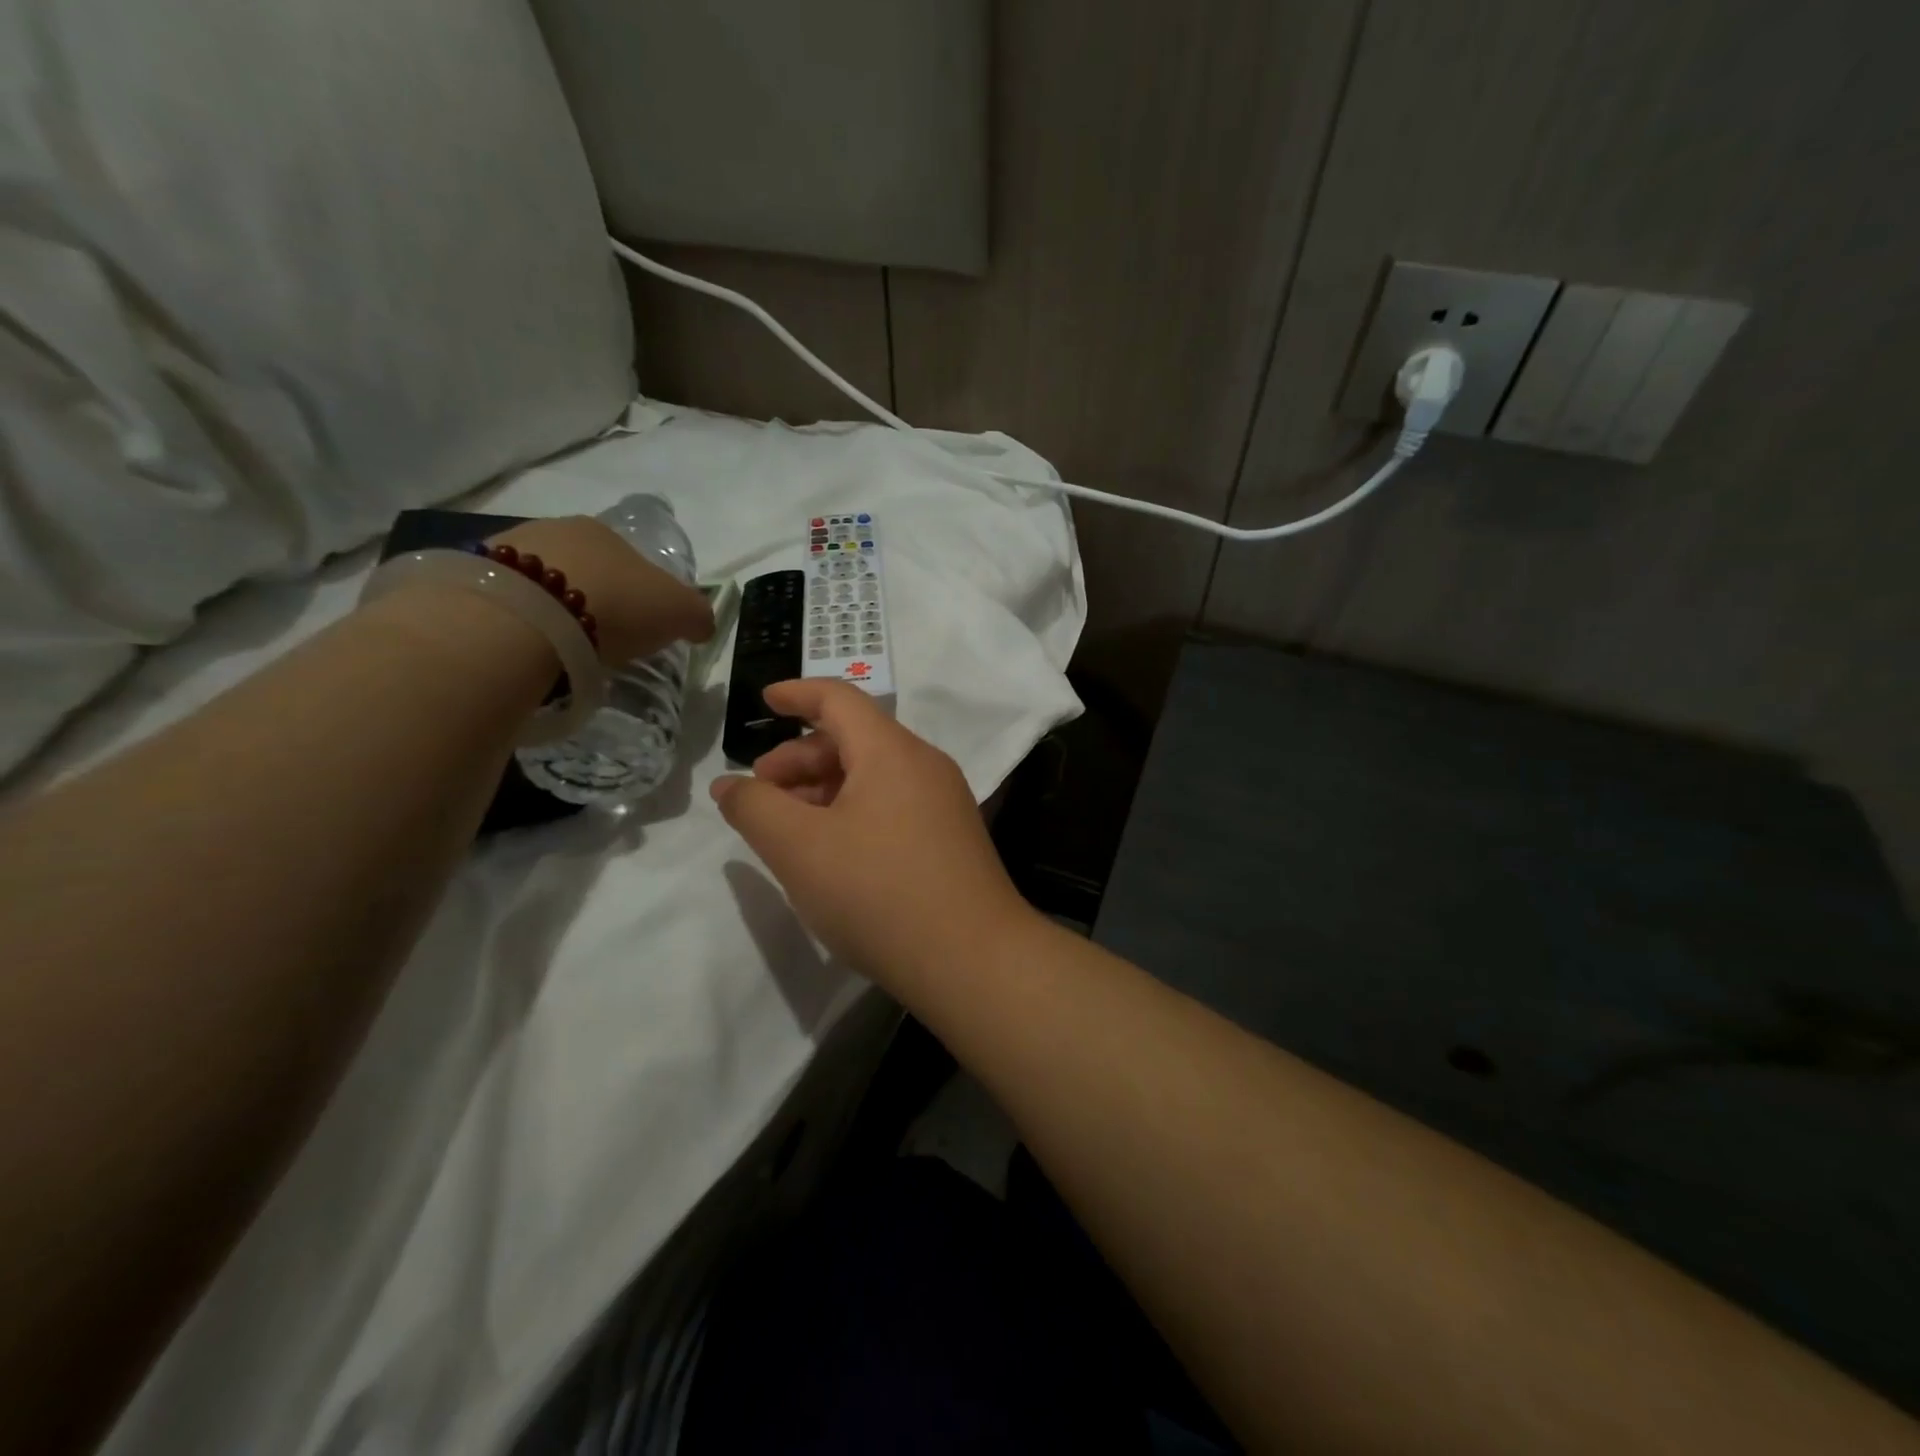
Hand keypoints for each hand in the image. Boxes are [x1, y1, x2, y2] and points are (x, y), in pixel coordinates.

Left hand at [492, 517, 712, 665]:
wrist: (525, 618)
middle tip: (603, 640)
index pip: (630, 560)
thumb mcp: (679, 612)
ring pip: (541, 582)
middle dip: (595, 598)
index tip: (641, 626)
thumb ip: (697, 615)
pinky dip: (521, 622)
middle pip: (584, 568)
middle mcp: (554, 529)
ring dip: (554, 609)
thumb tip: (701, 625)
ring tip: (562, 649)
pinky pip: (509, 603)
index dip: (640, 593)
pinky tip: (528, 648)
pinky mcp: (470, 580)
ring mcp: (505, 550)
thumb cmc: (614, 605)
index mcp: (605, 532)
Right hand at [709, 680, 1035, 990]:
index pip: (839, 699)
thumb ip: (755, 808)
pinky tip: (833, 853)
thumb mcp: (800, 848)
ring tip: (789, 830)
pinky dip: (853, 813)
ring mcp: (945, 803)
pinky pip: (893, 806)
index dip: (796, 694)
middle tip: (761, 794)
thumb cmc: (879, 893)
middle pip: (854, 740)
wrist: (973, 960)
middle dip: (799, 758)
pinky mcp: (951, 839)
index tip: (764, 701)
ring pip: (873, 777)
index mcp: (892, 751)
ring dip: (824, 791)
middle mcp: (925, 765)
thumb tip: (730, 785)